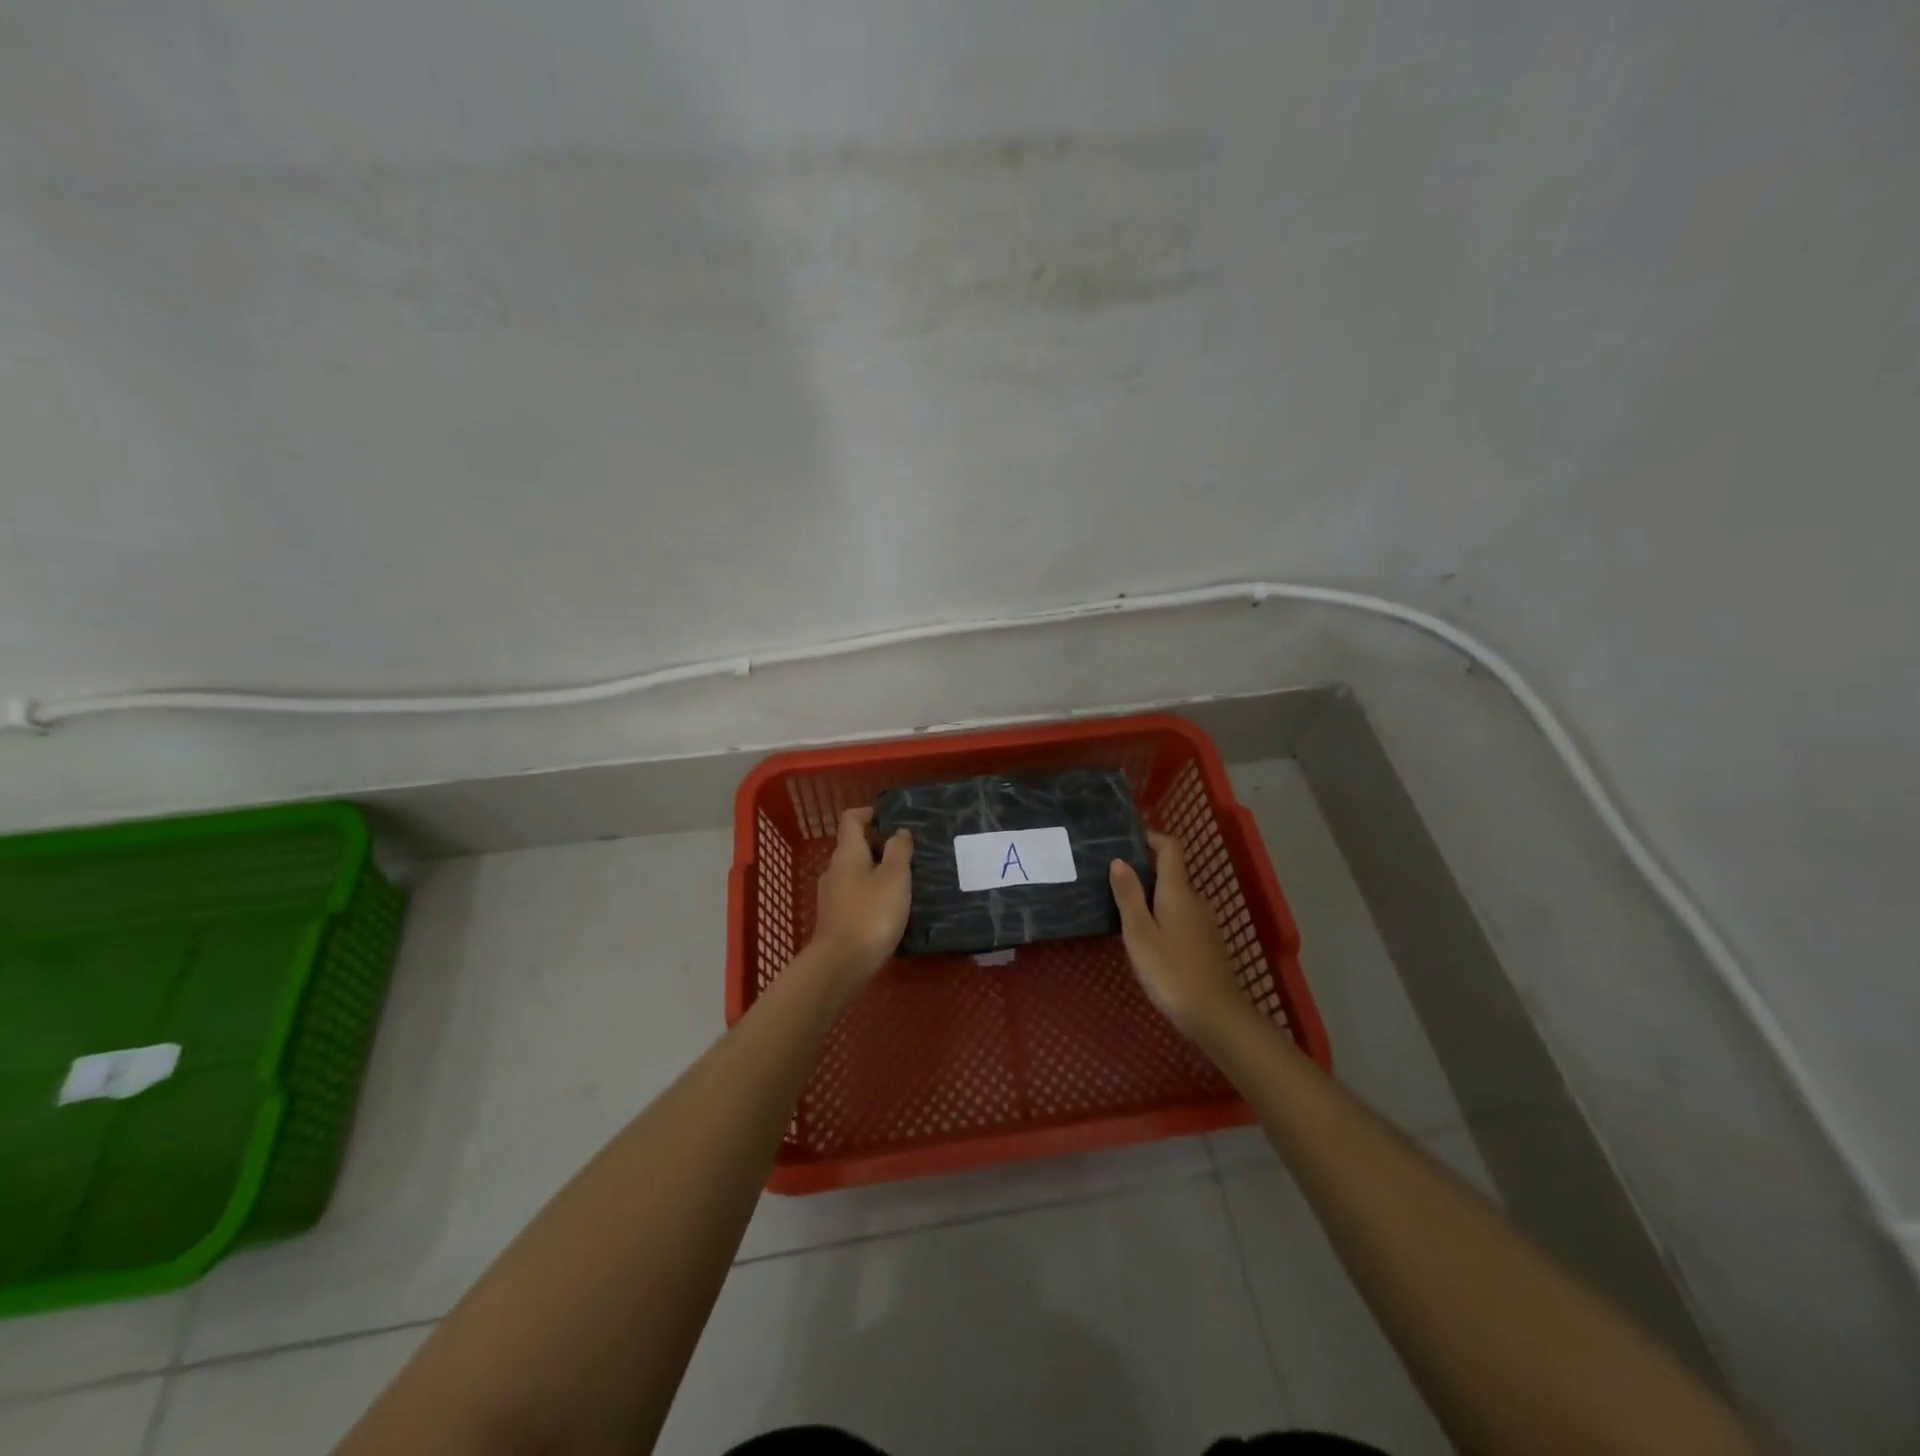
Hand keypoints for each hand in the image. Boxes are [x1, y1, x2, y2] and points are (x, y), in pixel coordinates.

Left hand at [808, 808, 912, 986]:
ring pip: (855, 871)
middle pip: (854, 845)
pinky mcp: (834, 917)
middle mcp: (834, 868)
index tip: (893, 819)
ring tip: (904, 881)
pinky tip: (889, 907)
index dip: (871, 813)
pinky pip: (854, 893)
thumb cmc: (871, 913)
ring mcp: (831, 894)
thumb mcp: (894, 878)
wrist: (841, 964)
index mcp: (847, 852)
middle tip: (909, 853)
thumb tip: (899, 832)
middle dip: (880, 845)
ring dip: (877, 870)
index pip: (852, 818)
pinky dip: (871, 892)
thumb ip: (899, 851)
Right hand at [1110, 831, 1246, 1036]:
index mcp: (1178, 891)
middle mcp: (1195, 899)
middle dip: (1143, 871)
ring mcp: (1205, 922)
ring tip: (1122, 910)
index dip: (1150, 837)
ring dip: (1151, 896)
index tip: (1125, 840)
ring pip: (1175, 896)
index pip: (1170, 847)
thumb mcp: (1139, 934)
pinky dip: (1162, 915)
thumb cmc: (1171, 971)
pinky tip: (1146, 937)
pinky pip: (1181, 916)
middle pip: (1171, 872)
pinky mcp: (1207, 943)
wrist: (1217, 1017)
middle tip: (1111, 881)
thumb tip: (1119, 860)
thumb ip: (1128, 895)